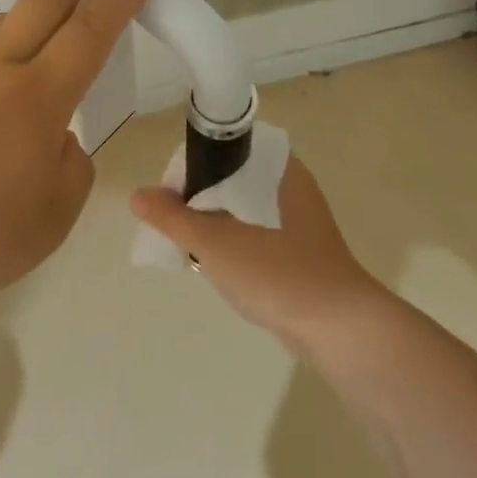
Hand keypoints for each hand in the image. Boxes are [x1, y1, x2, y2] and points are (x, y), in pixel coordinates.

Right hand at [130, 156, 388, 353]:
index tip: (170, 193)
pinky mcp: (299, 252)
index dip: (194, 164)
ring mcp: (298, 221)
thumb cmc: (279, 273)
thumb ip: (174, 218)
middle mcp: (291, 187)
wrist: (339, 329)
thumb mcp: (217, 243)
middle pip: (231, 179)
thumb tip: (138, 195)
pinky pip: (255, 235)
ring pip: (242, 210)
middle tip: (174, 223)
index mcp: (279, 169)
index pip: (227, 148)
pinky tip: (217, 266)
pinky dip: (233, 244)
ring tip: (189, 246)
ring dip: (214, 224)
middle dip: (199, 199)